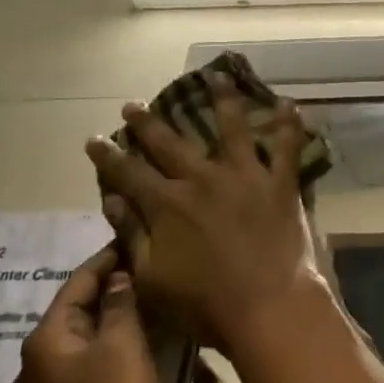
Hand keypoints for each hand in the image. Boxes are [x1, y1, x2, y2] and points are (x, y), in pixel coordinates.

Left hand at [14, 246, 168, 382]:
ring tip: (156, 297)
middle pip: (80, 310)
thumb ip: (121, 304)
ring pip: (88, 337)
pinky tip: (146, 339)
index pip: (78, 283)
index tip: (138, 240)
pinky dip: (117, 344)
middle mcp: (38, 361)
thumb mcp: (124, 345)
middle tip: (154, 267)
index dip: (109, 259)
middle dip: (115, 288)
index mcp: (46, 340)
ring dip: (118, 316)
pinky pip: (93, 361)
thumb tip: (119, 278)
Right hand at [85, 78, 323, 356]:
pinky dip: (289, 124)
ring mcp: (245, 176)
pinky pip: (287, 147)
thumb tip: (112, 199)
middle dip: (147, 123)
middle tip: (133, 104)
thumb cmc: (204, 303)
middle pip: (170, 143)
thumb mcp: (152, 277)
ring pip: (231, 127)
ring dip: (222, 99)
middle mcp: (203, 180)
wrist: (267, 306)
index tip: (94, 138)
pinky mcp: (280, 183)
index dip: (108, 155)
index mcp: (167, 204)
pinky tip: (288, 103)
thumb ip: (132, 235)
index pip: (128, 173)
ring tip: (215, 76)